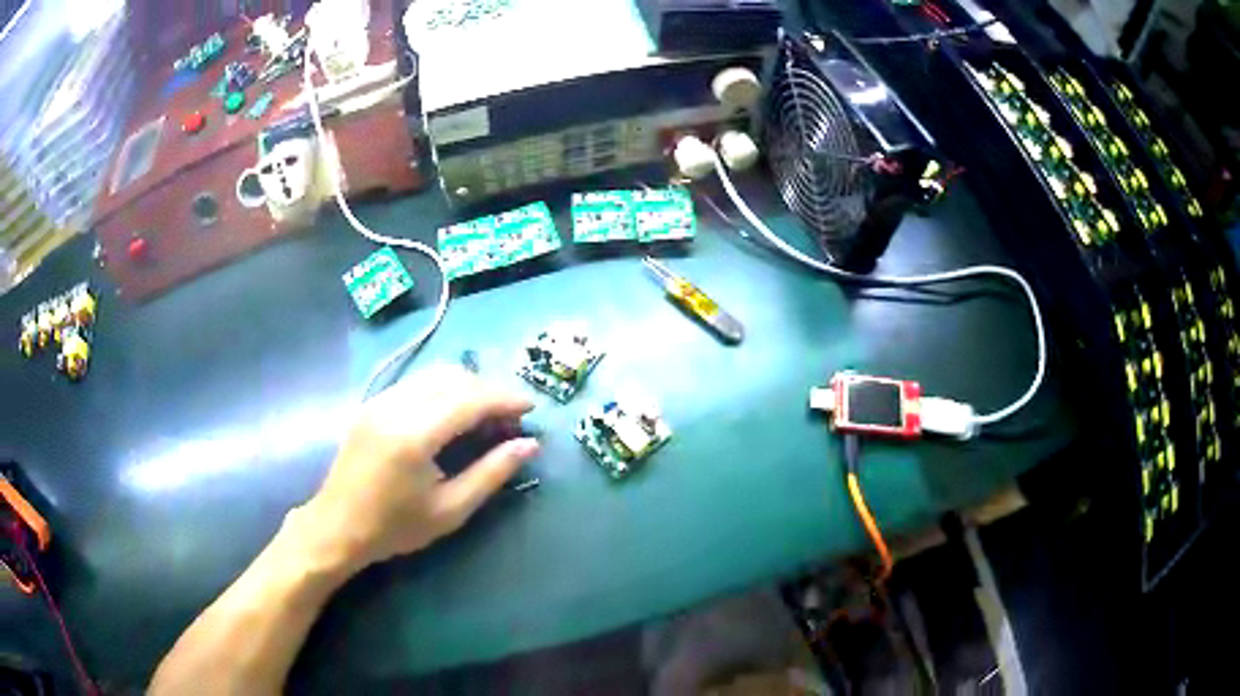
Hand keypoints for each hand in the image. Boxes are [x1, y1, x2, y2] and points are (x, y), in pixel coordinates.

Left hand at [298, 365, 538, 570]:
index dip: (505, 399)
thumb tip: (529, 445)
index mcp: (414, 435)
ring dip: (465, 387)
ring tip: (484, 417)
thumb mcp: (450, 510)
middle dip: (487, 391)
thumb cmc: (395, 527)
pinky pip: (416, 383)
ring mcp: (380, 400)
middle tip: (508, 419)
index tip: (531, 408)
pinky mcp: (371, 403)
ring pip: (434, 375)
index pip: (469, 399)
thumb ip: (491, 473)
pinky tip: (451, 415)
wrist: (337, 526)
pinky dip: (442, 390)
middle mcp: (395, 406)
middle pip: (453, 378)